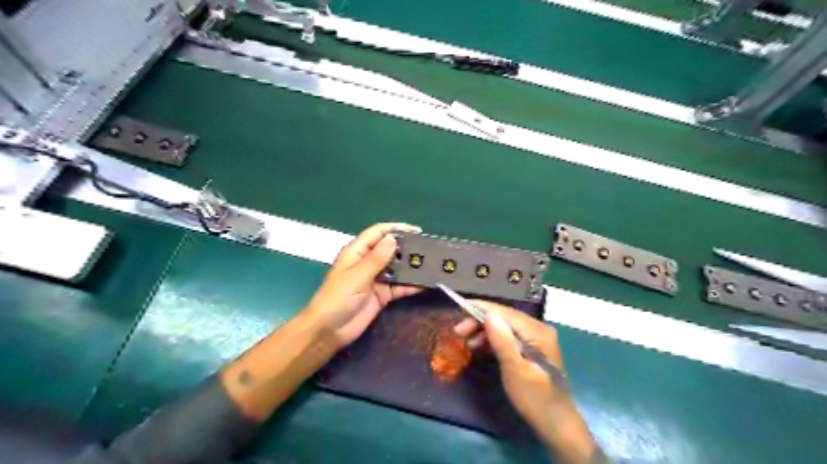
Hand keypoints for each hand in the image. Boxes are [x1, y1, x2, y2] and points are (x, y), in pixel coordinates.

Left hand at [303, 220, 421, 348]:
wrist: (329, 331)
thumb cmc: (337, 299)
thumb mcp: (357, 276)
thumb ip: (376, 259)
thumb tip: (393, 238)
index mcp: (357, 252)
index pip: (378, 233)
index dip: (396, 229)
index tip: (417, 231)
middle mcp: (368, 262)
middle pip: (390, 249)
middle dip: (408, 248)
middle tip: (429, 249)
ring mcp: (376, 279)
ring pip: (397, 268)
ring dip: (412, 266)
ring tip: (433, 264)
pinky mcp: (382, 295)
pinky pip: (400, 286)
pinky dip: (411, 285)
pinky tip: (426, 283)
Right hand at [456, 300, 598, 461]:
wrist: (555, 424)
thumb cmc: (535, 398)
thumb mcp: (515, 370)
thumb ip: (502, 341)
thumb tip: (489, 315)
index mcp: (537, 331)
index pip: (505, 312)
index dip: (481, 308)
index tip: (459, 307)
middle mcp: (538, 329)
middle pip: (504, 317)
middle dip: (480, 321)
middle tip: (458, 331)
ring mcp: (536, 338)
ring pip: (504, 326)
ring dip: (484, 330)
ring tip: (466, 341)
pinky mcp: (531, 347)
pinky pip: (508, 336)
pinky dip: (492, 339)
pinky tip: (479, 346)